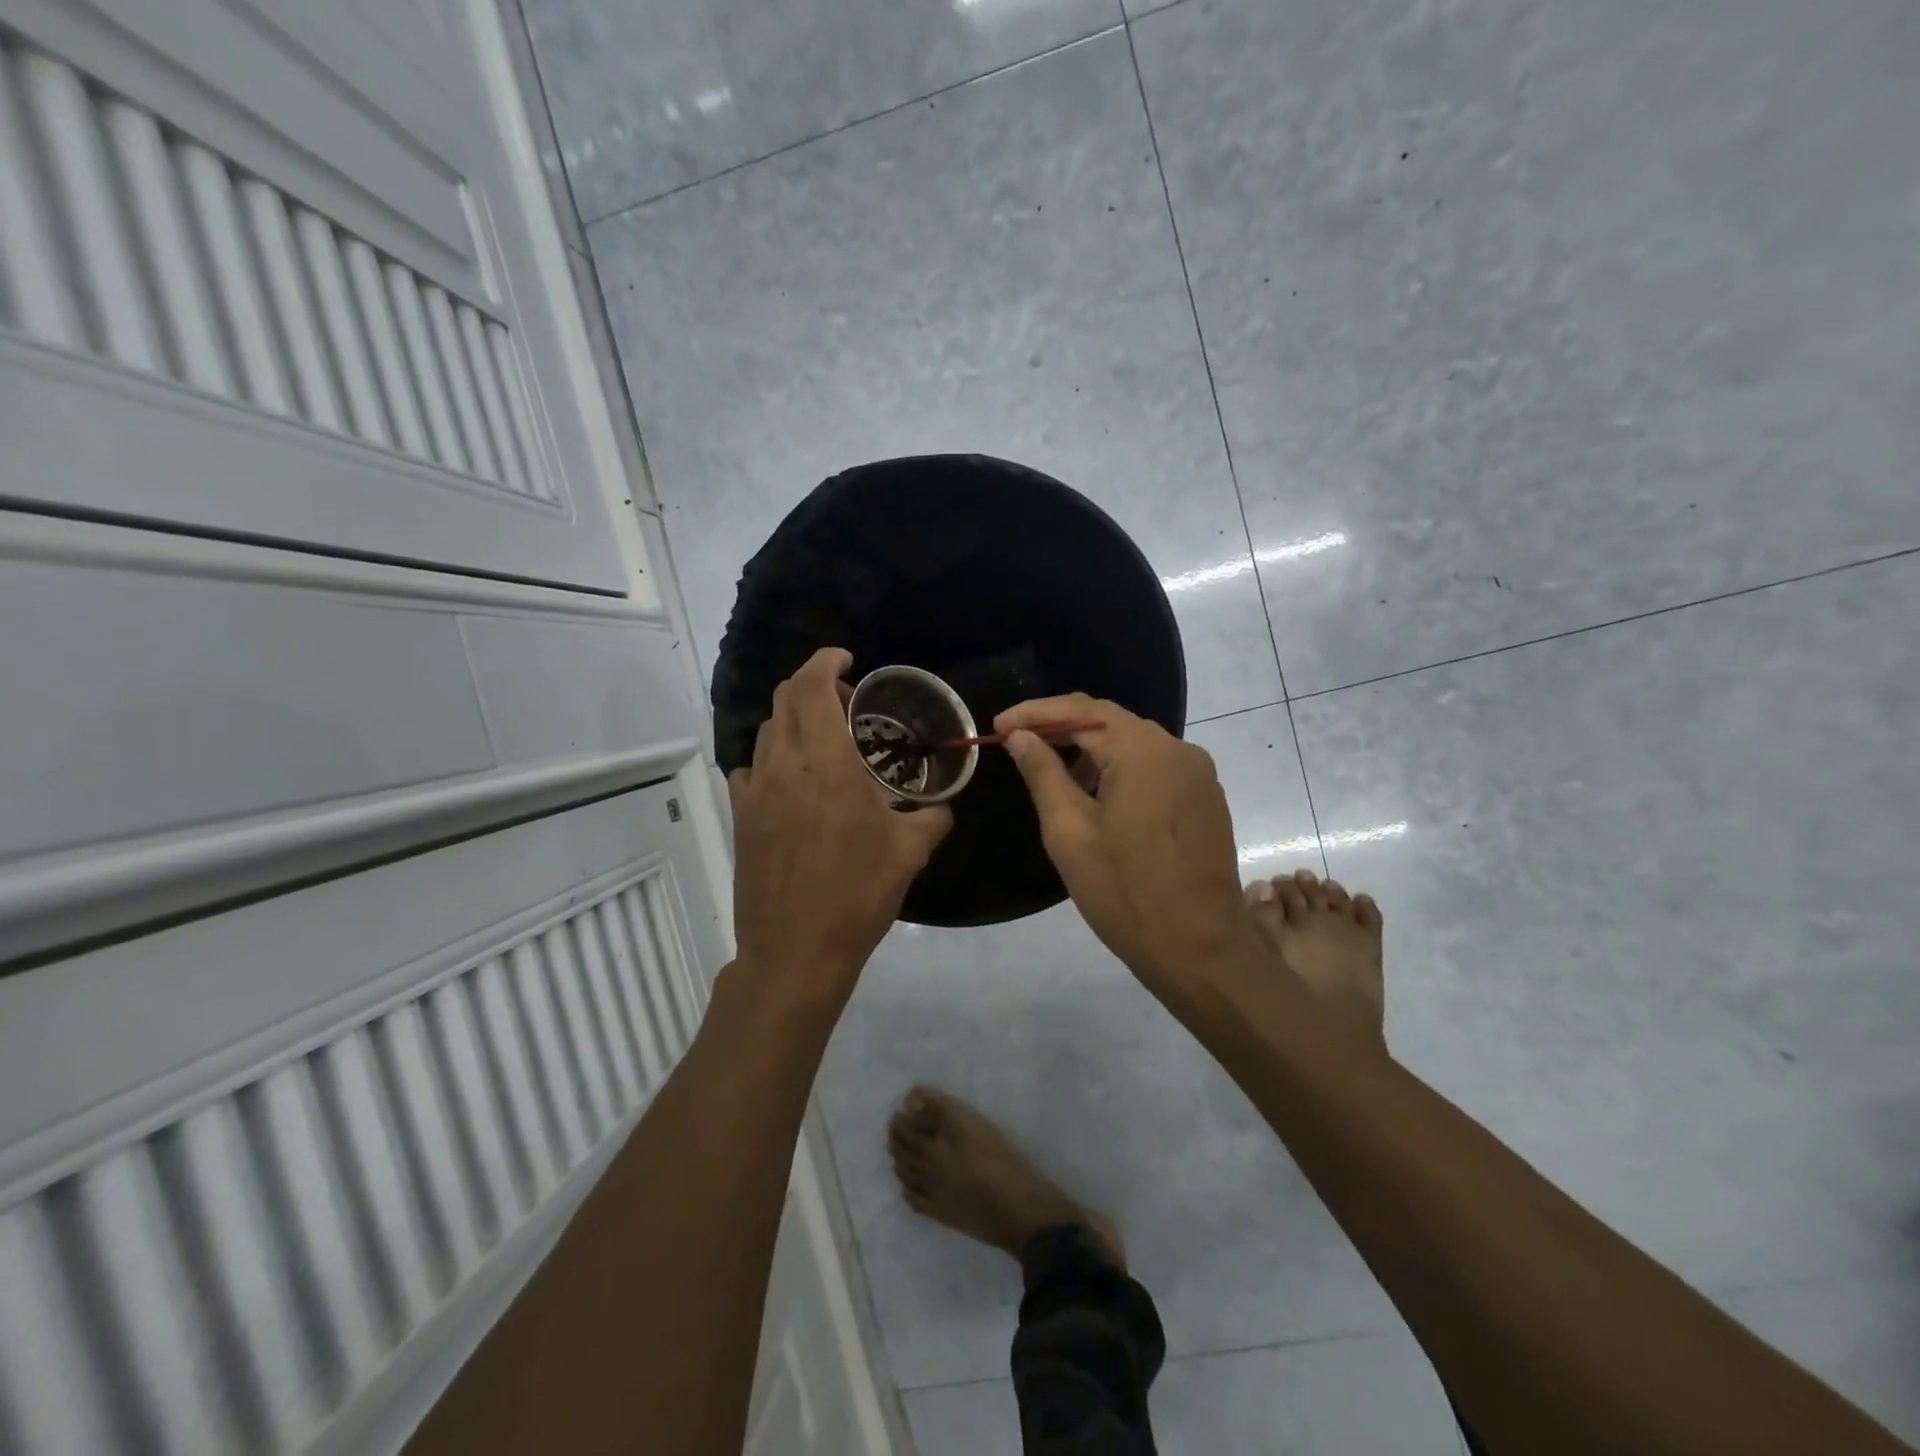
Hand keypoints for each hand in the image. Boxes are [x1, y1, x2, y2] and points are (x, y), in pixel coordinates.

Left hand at [729, 649, 951, 1006]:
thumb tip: (945, 804)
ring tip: (824, 739)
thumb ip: (934, 817)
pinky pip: (753, 768)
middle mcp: (785, 766)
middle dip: (811, 684)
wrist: (795, 950)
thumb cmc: (857, 895)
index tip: (846, 658)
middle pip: (784, 699)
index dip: (824, 660)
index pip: (812, 687)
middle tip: (845, 699)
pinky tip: (795, 782)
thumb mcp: (910, 853)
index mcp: (828, 764)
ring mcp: (755, 791)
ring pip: (768, 732)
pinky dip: (775, 757)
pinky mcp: (741, 816)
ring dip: (794, 720)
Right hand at [996, 694, 1257, 993]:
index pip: (1081, 711)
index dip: (1035, 713)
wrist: (1199, 950)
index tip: (998, 726)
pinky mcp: (1206, 797)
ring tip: (1054, 777)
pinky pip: (1156, 766)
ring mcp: (1198, 773)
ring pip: (1133, 742)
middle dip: (1061, 728)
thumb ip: (1043, 773)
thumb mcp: (1069, 832)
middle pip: (1110, 721)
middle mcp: (1177, 749)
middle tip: (1018, 743)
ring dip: (1091, 750)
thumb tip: (1021, 736)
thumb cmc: (1125, 892)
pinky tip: (1098, 796)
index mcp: (1143, 751)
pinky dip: (1120, 768)